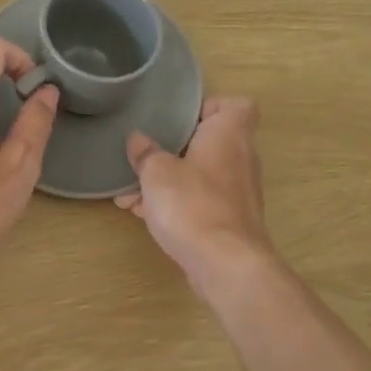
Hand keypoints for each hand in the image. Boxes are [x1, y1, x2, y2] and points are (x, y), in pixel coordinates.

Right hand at [115, 97, 277, 298]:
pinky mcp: (229, 221)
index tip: (179, 117)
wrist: (225, 265)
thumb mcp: (156, 172)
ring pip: (199, 174)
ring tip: (131, 189)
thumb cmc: (192, 203)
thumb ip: (145, 152)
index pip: (237, 105)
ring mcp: (237, 192)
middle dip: (175, 147)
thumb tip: (138, 140)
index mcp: (229, 134)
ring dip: (168, 179)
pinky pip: (199, 200)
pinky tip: (141, 213)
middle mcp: (240, 158)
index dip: (209, 106)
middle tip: (147, 151)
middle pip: (209, 141)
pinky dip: (175, 203)